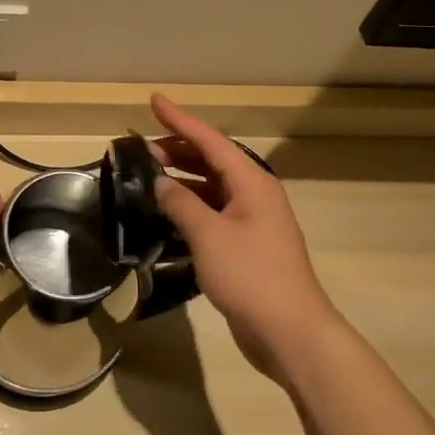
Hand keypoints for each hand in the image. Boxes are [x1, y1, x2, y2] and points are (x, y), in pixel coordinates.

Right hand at [148, 94, 342, 383]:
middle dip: (179, 149)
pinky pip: (215, 212)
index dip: (180, 120)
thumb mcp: (208, 235)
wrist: (291, 332)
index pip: (210, 140)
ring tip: (151, 175)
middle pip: (213, 160)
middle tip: (143, 148)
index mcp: (251, 181)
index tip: (154, 101)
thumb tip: (160, 183)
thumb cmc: (250, 275)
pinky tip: (170, 212)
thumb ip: (181, 204)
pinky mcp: (248, 246)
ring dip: (184, 178)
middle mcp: (254, 194)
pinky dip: (191, 205)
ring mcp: (253, 221)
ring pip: (213, 187)